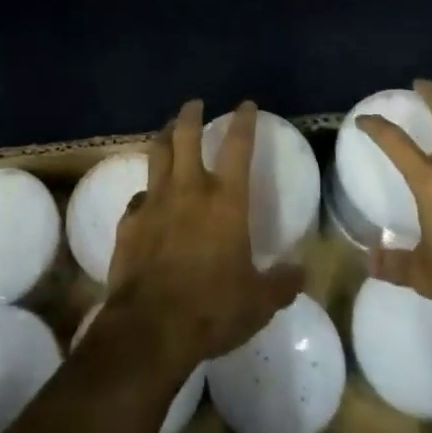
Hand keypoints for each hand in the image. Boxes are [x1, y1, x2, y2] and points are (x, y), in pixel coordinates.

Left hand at [105, 99, 304, 371]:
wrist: (150, 328)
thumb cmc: (211, 309)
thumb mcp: (258, 302)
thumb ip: (281, 283)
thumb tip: (303, 272)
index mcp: (225, 201)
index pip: (238, 147)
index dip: (244, 122)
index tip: (246, 104)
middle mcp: (188, 190)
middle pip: (186, 135)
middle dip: (191, 114)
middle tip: (194, 104)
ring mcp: (154, 202)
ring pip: (157, 154)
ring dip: (164, 137)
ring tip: (168, 130)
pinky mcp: (129, 222)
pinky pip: (138, 197)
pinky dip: (145, 193)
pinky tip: (147, 200)